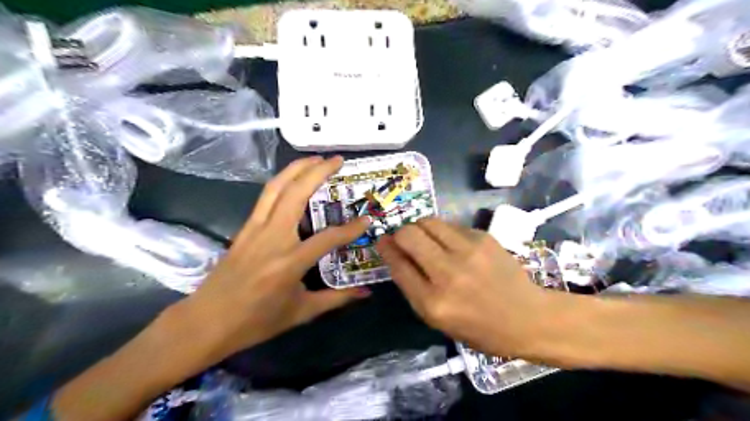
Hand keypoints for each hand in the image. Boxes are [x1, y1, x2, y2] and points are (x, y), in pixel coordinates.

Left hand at [173, 157, 371, 363]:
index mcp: (289, 262)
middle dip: (318, 172)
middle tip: (337, 160)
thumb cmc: (256, 322)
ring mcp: (255, 230)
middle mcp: (272, 238)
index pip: (328, 238)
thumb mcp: (301, 312)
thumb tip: (366, 293)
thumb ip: (337, 299)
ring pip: (276, 188)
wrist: (206, 323)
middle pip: (296, 194)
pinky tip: (292, 179)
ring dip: (296, 169)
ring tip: (315, 158)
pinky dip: (281, 182)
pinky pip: (265, 197)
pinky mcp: (244, 229)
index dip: (351, 228)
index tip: (367, 220)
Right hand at [376, 218, 555, 358]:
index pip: (398, 265)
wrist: (527, 317)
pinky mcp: (483, 238)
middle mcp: (448, 273)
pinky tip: (452, 243)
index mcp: (433, 303)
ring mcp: (468, 252)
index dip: (386, 249)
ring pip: (428, 222)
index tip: (382, 241)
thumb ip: (414, 288)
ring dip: (420, 227)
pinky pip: (451, 225)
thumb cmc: (479, 328)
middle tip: (404, 238)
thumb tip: (396, 255)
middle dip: (400, 233)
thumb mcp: (438, 320)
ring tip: (426, 237)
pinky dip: (443, 231)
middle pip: (409, 235)